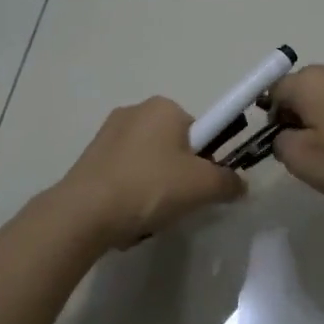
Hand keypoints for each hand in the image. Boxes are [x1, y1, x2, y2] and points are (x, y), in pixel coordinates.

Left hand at [57, 97, 244, 249]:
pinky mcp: (90, 158)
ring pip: (150, 165)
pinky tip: (128, 217)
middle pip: (175, 147)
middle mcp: (135, 111)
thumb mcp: (203, 186)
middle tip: (180, 203)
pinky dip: (131, 195)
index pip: (202, 130)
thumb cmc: (150, 187)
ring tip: (151, 215)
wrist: (85, 212)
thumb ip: (229, 182)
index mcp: (164, 107)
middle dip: (180, 176)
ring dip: (156, 189)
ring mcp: (108, 134)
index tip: (202, 185)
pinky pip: (125, 176)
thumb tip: (239, 184)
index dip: (208, 159)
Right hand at [267, 64, 323, 217]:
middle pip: (302, 89)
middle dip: (296, 116)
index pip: (274, 90)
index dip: (271, 118)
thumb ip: (280, 142)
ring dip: (322, 120)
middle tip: (304, 152)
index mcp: (309, 81)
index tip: (280, 145)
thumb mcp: (301, 161)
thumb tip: (285, 134)